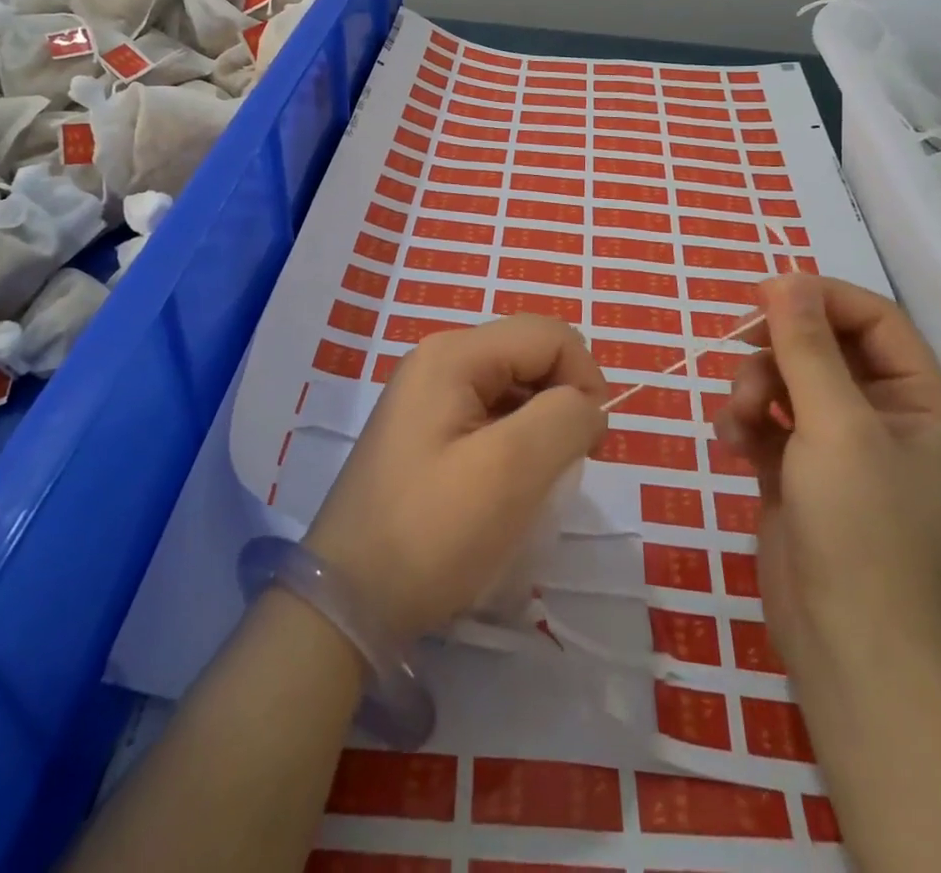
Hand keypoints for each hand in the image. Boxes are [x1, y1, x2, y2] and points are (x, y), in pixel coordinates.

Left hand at [303, 315, 609, 641]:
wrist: (348, 603)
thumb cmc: (432, 532)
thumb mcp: (511, 470)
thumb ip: (565, 418)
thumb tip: (587, 406)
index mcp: (454, 354)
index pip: (549, 336)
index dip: (585, 379)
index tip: (592, 445)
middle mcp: (439, 361)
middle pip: (529, 356)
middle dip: (562, 402)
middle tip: (565, 467)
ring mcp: (428, 396)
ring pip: (513, 388)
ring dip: (541, 427)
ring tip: (536, 482)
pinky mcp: (426, 432)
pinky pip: (490, 416)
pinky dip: (515, 443)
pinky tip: (508, 488)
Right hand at [715, 275, 940, 738]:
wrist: (849, 647)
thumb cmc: (860, 528)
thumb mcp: (835, 426)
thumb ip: (806, 347)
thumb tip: (784, 279)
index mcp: (916, 399)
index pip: (872, 318)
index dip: (819, 298)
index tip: (763, 296)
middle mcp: (880, 415)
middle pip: (821, 345)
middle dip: (777, 350)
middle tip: (741, 354)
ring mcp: (837, 445)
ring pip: (785, 379)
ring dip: (752, 387)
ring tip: (737, 419)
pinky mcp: (799, 471)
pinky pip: (766, 419)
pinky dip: (744, 423)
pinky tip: (732, 445)